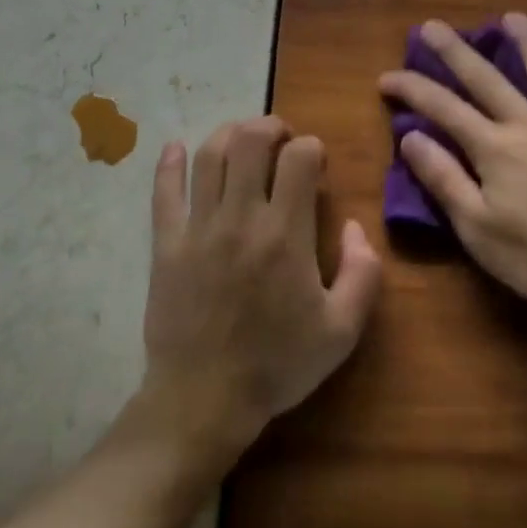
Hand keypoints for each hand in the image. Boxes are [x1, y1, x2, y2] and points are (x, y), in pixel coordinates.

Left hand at [139, 117, 382, 465]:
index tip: (317, 165)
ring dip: (228, 134)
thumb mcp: (342, 330)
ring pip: (209, 156)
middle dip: (271, 127)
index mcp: (286, 233)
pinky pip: (164, 193)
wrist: (204, 400)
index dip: (313, 148)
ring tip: (242, 139)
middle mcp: (242, 218)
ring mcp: (199, 228)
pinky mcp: (166, 245)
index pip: (300, 157)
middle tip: (282, 140)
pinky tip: (175, 148)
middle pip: (251, 141)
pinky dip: (168, 164)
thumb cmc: (278, 364)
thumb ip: (362, 272)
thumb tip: (353, 226)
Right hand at [378, 14, 526, 326]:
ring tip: (512, 18)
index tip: (386, 77)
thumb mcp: (476, 227)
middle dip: (455, 50)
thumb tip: (410, 137)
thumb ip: (443, 178)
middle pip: (487, 78)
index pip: (443, 108)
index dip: (412, 88)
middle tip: (432, 26)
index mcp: (494, 148)